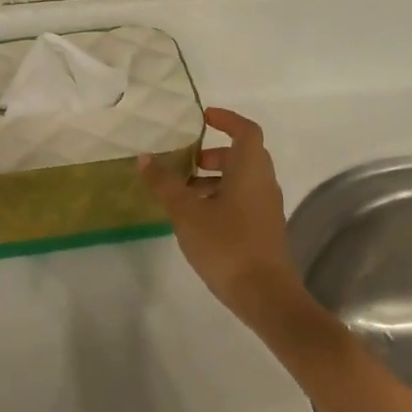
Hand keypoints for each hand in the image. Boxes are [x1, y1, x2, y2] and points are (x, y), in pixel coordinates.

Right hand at [140, 108, 304, 327]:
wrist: (264, 293)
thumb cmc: (226, 244)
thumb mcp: (186, 212)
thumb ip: (165, 184)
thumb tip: (145, 158)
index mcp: (250, 169)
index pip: (245, 130)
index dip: (226, 119)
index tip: (202, 117)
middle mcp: (263, 182)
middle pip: (243, 155)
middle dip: (213, 152)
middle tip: (185, 159)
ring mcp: (266, 207)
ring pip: (241, 179)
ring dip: (214, 178)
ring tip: (182, 191)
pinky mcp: (263, 228)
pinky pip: (242, 199)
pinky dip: (220, 196)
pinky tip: (195, 217)